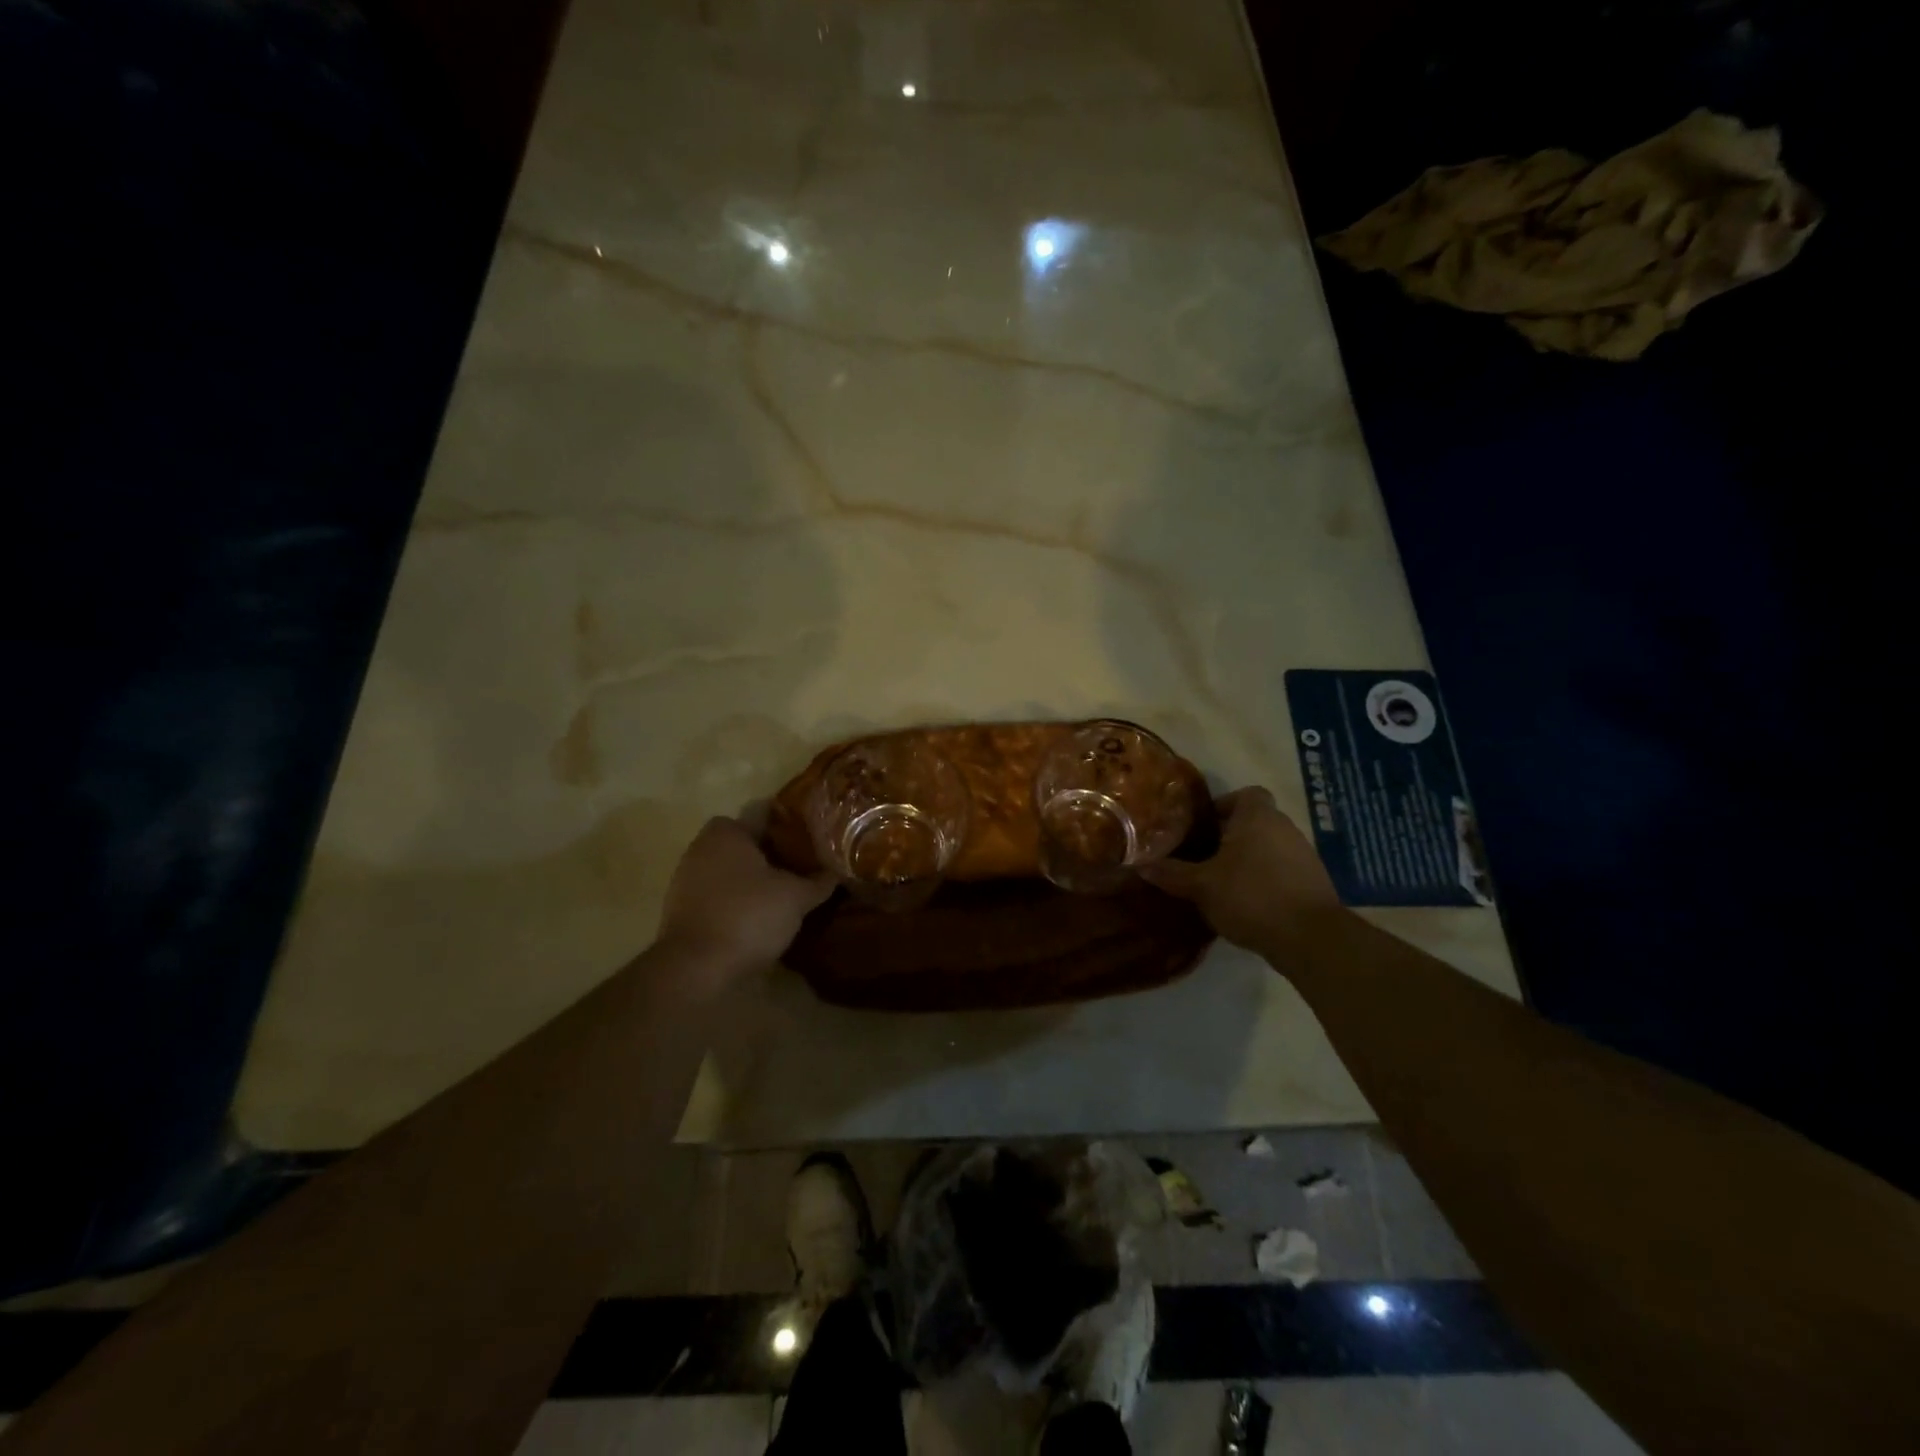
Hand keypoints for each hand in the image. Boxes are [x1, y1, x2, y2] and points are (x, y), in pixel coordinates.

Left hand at [657, 816, 834, 973]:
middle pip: (746, 843)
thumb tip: (838, 871)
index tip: (812, 838)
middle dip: (772, 854)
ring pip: (731, 870)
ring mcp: (687, 880)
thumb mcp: (796, 897)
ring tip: (786, 895)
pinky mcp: (682, 911)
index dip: (790, 825)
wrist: (695, 969)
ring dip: (754, 880)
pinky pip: (718, 896)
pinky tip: (760, 918)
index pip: (764, 814)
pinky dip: (737, 902)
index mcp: (727, 832)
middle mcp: (702, 848)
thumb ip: (818, 882)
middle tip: (803, 868)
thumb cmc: (748, 916)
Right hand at [1140, 786, 1344, 962]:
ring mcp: (1304, 855)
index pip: (1245, 794)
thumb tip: (1140, 865)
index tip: (1203, 828)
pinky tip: (1247, 903)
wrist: (1310, 938)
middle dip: (1230, 837)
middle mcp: (1285, 827)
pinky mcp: (1314, 882)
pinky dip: (1265, 880)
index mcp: (1258, 817)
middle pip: (1254, 822)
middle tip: (1202, 857)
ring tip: (1221, 882)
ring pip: (1268, 847)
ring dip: (1248, 860)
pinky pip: (1282, 870)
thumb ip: (1171, 873)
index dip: (1223, 806)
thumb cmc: (1250, 896)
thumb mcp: (1201, 886)